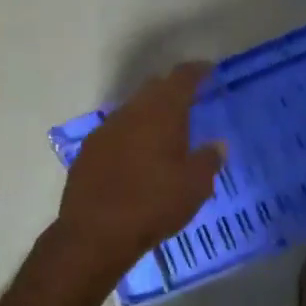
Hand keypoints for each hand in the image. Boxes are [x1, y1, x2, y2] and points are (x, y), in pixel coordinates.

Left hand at [57, 63, 223, 276]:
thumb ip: (209, 160)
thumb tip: (217, 144)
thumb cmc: (153, 205)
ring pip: (132, 111)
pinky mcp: (88, 152)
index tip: (208, 70)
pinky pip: (115, 133)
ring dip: (149, 115)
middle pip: (153, 89)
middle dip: (172, 91)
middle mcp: (130, 113)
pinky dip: (130, 136)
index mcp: (161, 113)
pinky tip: (136, 157)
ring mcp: (105, 131)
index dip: (196, 71)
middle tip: (190, 102)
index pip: (181, 78)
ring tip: (164, 133)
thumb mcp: (195, 186)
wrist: (95, 234)